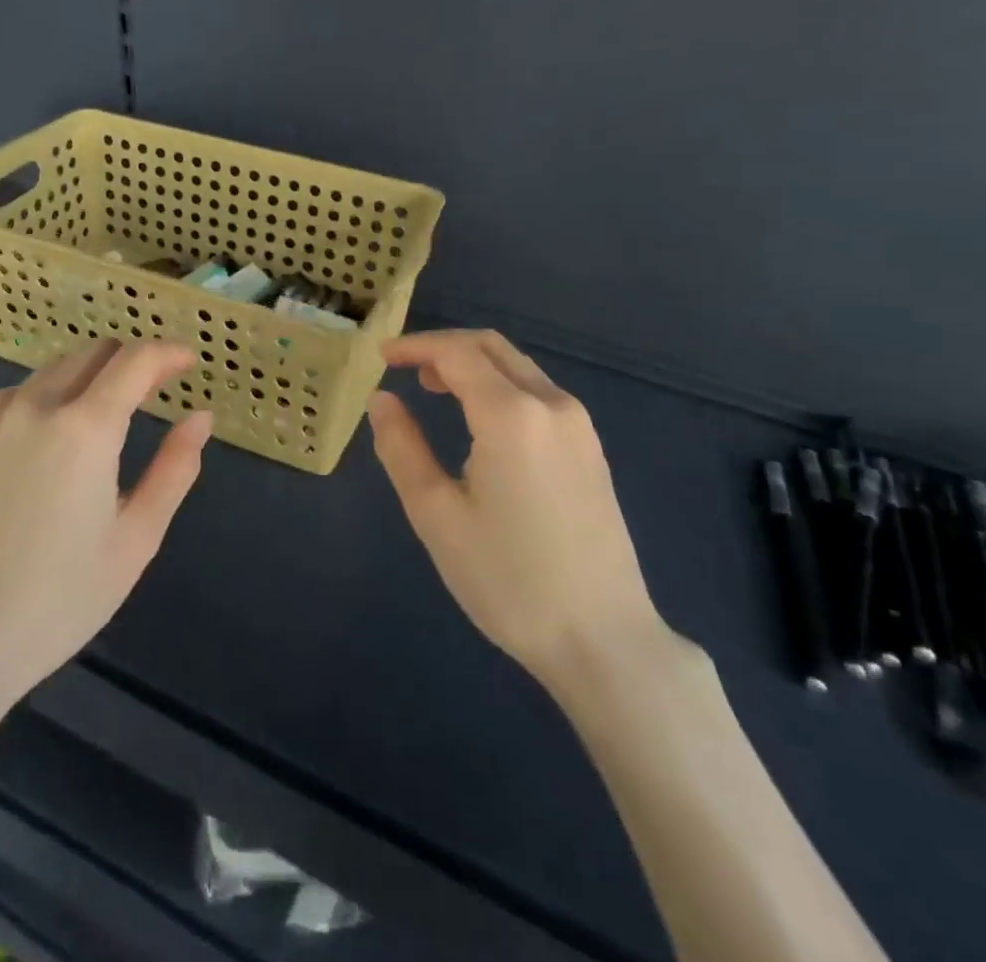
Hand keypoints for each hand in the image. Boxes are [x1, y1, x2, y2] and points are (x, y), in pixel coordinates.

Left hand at [0, 341, 211, 719]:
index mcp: (85, 429)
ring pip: (59, 366)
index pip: (136, 360)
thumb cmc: (61, 598)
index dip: (169, 353)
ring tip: (118, 406)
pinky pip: (25, 389)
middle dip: (135, 359)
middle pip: (97, 352)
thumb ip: (174, 469)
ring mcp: (0, 421)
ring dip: (96, 371)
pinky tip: (63, 423)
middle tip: (162, 387)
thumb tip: (201, 417)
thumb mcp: (136, 538)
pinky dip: (57, 388)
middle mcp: (39, 407)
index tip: (191, 363)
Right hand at [366, 329, 664, 686]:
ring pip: (518, 367)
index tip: (382, 355)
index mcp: (511, 414)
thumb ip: (402, 447)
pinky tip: (480, 420)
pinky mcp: (591, 449)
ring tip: (434, 389)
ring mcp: (579, 426)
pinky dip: (500, 386)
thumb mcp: (436, 515)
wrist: (603, 639)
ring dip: (473, 365)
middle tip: (405, 367)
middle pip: (492, 347)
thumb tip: (381, 399)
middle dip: (444, 347)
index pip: (457, 353)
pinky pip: (539, 393)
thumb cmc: (509, 579)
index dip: (415, 346)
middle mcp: (552, 404)